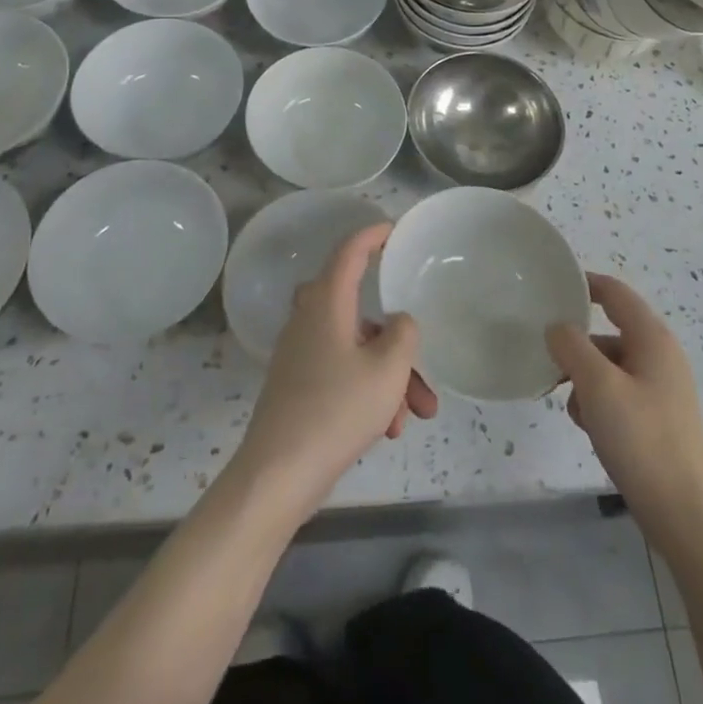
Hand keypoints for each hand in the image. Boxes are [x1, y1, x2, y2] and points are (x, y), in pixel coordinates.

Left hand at [233, 223, 437, 517]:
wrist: (279, 473)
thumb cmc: (337, 408)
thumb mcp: (387, 368)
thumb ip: (404, 333)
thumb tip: (398, 322)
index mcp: (327, 302)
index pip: (350, 251)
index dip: (372, 235)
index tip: (393, 230)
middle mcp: (310, 319)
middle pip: (361, 312)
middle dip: (398, 341)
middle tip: (423, 365)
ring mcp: (301, 354)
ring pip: (358, 350)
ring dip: (390, 377)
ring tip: (415, 416)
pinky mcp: (299, 386)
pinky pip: (343, 375)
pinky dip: (369, 392)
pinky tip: (388, 430)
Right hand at [546, 273, 702, 548]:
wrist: (685, 515)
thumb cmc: (642, 440)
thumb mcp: (597, 386)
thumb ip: (571, 346)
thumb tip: (557, 327)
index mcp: (651, 338)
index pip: (614, 292)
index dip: (583, 284)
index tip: (549, 286)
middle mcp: (660, 355)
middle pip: (609, 331)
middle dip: (576, 344)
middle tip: (546, 357)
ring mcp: (661, 389)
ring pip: (610, 365)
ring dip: (584, 378)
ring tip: (569, 404)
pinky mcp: (657, 418)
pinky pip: (618, 392)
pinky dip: (598, 401)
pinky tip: (588, 427)